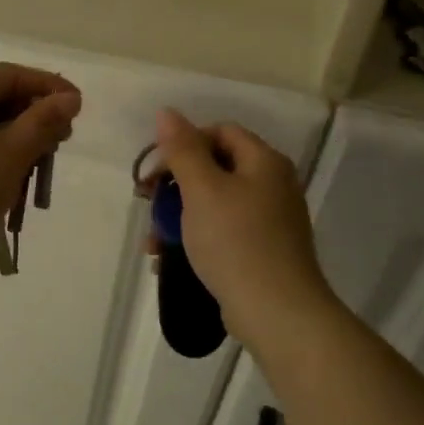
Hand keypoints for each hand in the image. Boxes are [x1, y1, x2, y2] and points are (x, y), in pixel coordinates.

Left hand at [0, 63, 80, 274]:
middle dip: (29, 117)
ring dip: (9, 139)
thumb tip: (69, 98)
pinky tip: (1, 180)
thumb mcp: (10, 157)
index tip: (77, 106)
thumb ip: (43, 122)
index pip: (7, 75)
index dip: (47, 86)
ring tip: (34, 167)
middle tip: (60, 142)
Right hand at [150, 109, 335, 352]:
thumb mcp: (202, 190)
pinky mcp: (262, 250)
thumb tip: (168, 112)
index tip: (153, 173)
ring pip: (213, 203)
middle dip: (174, 186)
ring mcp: (269, 220)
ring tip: (153, 242)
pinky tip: (169, 258)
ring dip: (177, 216)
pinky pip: (222, 231)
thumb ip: (183, 150)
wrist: (277, 311)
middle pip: (214, 168)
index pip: (218, 132)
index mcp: (263, 162)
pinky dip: (195, 237)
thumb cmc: (236, 242)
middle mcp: (272, 184)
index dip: (181, 145)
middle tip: (147, 204)